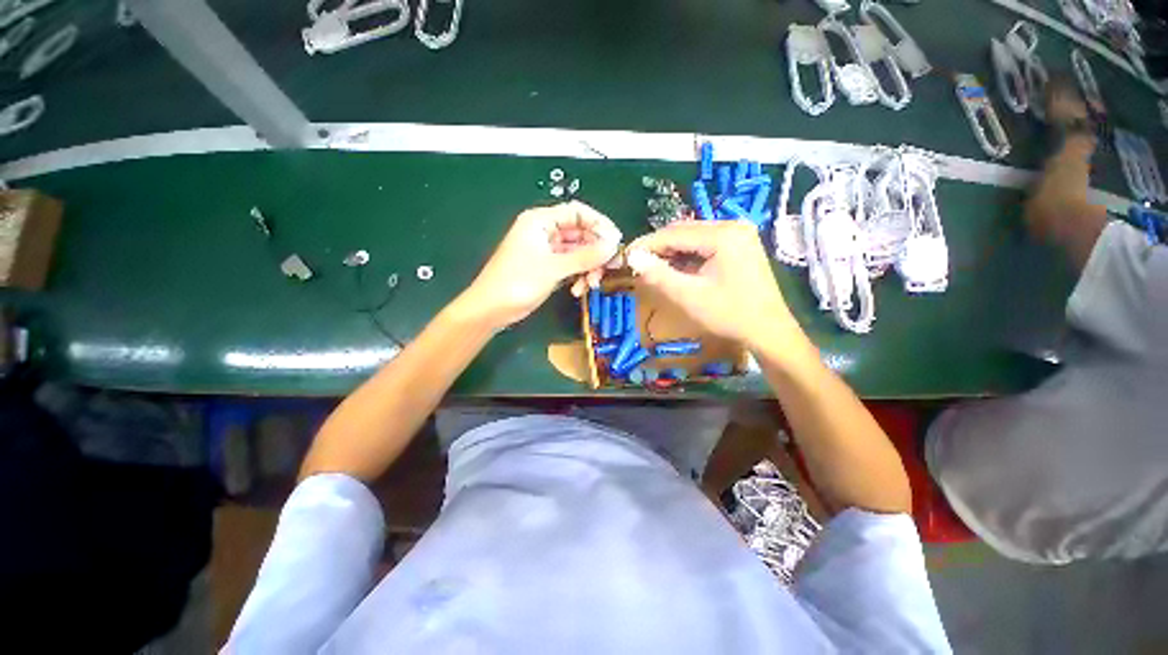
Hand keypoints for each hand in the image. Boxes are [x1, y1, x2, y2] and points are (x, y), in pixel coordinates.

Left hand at [459, 201, 621, 328]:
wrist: (490, 310)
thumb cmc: (517, 283)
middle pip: (580, 234)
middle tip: (610, 268)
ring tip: (591, 284)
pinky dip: (578, 276)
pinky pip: (571, 266)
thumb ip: (585, 256)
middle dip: (595, 252)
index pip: (577, 212)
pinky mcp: (548, 268)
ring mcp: (547, 251)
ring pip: (578, 253)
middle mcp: (545, 232)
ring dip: (588, 268)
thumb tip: (614, 245)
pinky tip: (578, 290)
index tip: (616, 242)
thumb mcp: (553, 268)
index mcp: (541, 221)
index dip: (599, 224)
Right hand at [625, 221, 799, 349]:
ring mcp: (738, 234)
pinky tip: (675, 268)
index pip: (674, 233)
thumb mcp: (689, 297)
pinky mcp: (738, 244)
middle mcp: (732, 225)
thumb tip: (633, 258)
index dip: (646, 244)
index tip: (625, 257)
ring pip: (692, 237)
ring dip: (670, 251)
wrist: (768, 330)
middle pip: (683, 231)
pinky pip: (703, 244)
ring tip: (652, 267)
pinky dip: (685, 255)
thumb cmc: (730, 315)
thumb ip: (659, 275)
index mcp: (723, 235)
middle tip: (636, 263)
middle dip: (657, 247)